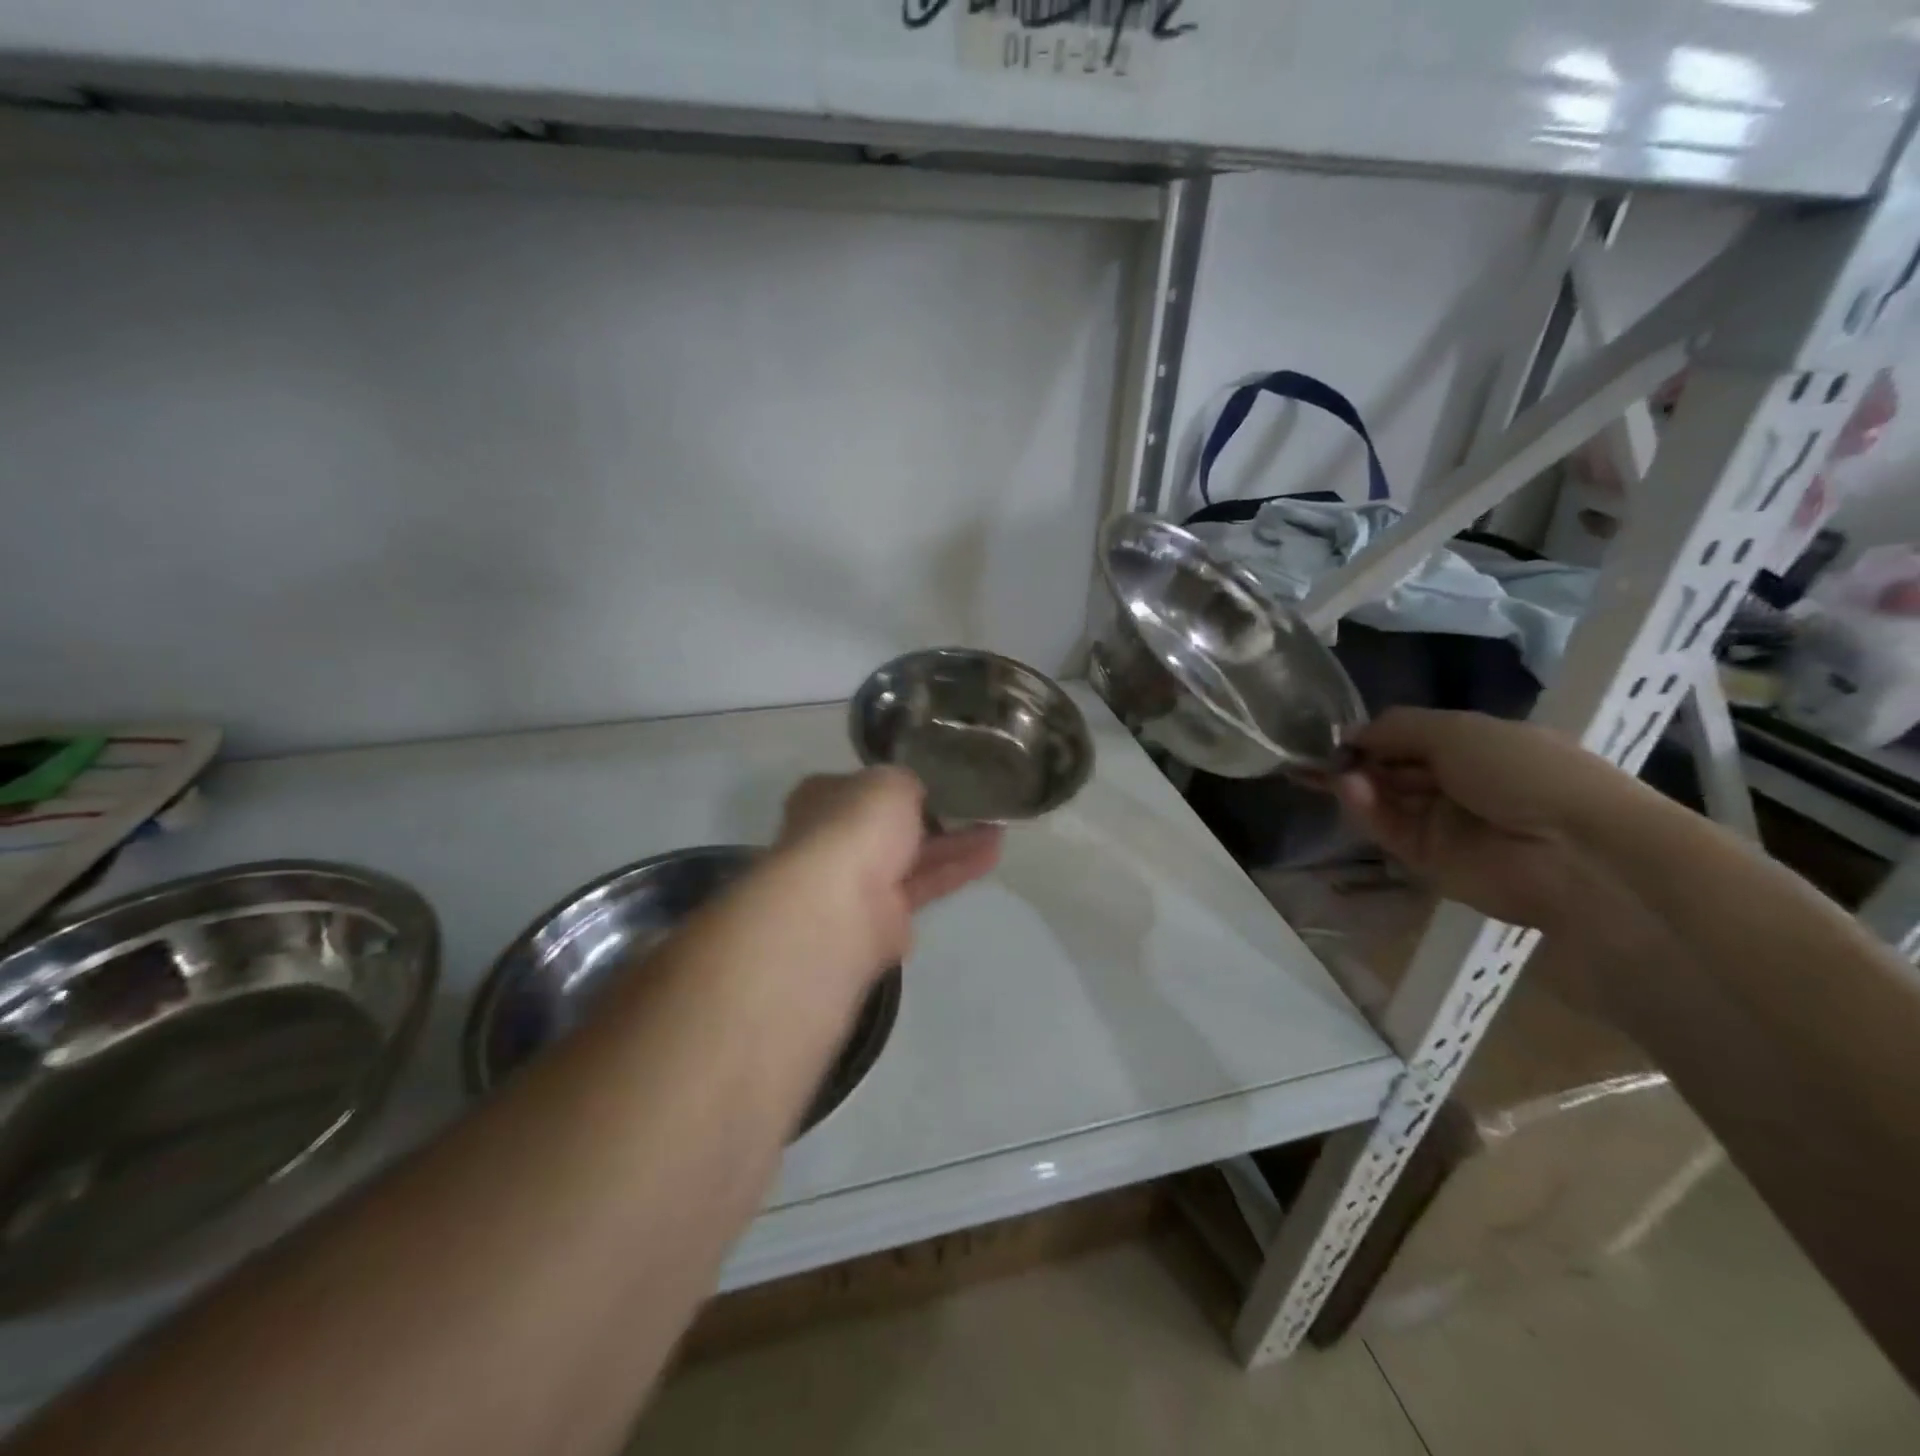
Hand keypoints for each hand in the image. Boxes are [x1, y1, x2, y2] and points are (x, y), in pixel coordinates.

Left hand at [771, 768, 1001, 979]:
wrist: (840, 907)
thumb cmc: (856, 827)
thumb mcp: (890, 781)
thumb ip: (907, 782)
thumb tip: (915, 794)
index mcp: (825, 797)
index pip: (866, 785)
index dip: (901, 781)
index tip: (940, 776)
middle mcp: (838, 836)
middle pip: (893, 823)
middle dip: (936, 813)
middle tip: (978, 801)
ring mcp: (860, 879)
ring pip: (915, 854)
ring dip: (956, 840)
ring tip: (1000, 825)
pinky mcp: (886, 915)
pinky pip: (927, 883)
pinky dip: (957, 868)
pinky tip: (993, 853)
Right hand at [1333, 708, 1632, 930]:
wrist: (1576, 852)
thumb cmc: (1526, 772)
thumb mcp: (1459, 730)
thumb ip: (1398, 728)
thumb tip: (1349, 733)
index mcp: (1478, 748)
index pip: (1413, 739)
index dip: (1375, 736)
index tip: (1339, 735)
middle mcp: (1459, 784)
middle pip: (1394, 770)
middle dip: (1356, 761)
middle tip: (1316, 759)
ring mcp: (1444, 824)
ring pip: (1387, 800)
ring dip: (1359, 784)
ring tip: (1335, 775)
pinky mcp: (1430, 860)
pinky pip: (1390, 830)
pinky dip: (1368, 810)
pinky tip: (1351, 791)